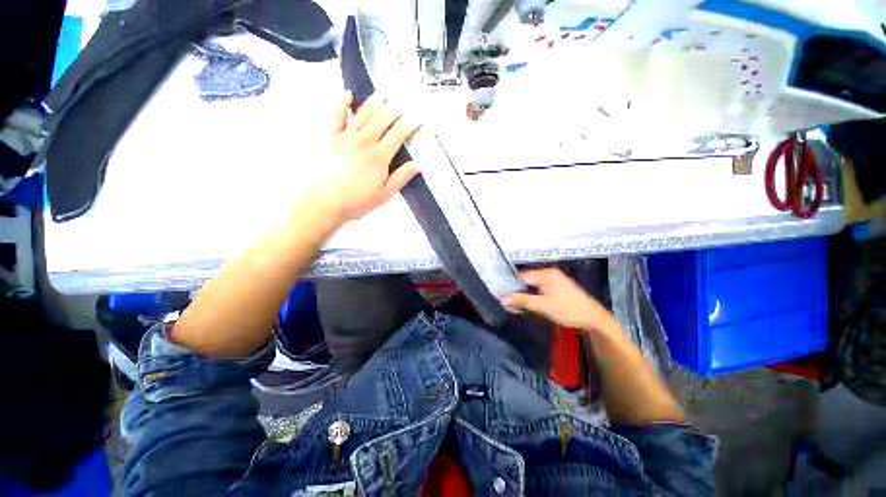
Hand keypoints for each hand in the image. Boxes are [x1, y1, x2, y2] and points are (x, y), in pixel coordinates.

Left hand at [316, 91, 421, 222]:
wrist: (324, 202)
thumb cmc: (357, 201)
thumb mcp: (385, 194)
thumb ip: (401, 177)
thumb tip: (418, 164)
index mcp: (379, 156)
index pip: (398, 134)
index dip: (410, 123)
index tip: (419, 113)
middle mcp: (364, 141)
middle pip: (383, 119)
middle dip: (396, 104)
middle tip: (406, 91)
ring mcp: (346, 137)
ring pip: (364, 114)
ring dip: (376, 100)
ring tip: (386, 88)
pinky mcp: (330, 137)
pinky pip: (336, 116)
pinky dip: (341, 103)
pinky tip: (348, 94)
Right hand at [502, 268, 616, 332]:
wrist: (593, 319)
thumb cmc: (567, 309)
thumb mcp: (542, 305)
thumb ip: (522, 301)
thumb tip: (502, 298)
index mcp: (546, 273)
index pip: (522, 276)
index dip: (511, 285)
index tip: (502, 295)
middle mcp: (549, 273)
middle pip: (527, 280)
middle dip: (518, 290)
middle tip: (509, 302)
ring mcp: (555, 280)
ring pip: (533, 285)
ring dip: (526, 294)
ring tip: (518, 304)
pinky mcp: (558, 287)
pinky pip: (540, 289)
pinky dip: (534, 295)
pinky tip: (531, 303)